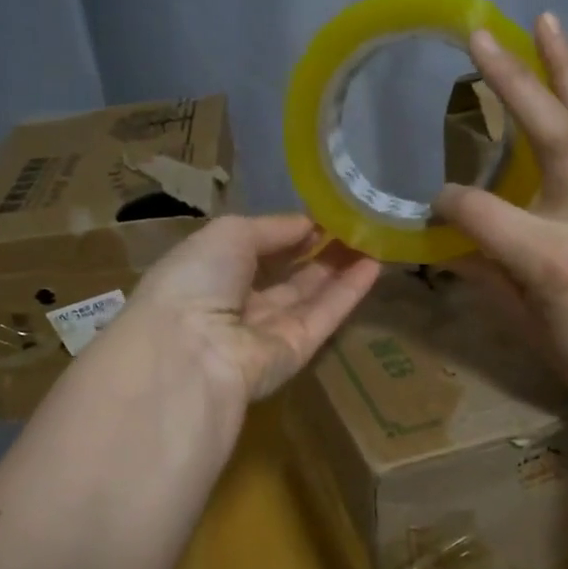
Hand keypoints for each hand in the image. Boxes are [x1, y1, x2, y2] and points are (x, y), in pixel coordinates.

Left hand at [114, 213, 380, 411]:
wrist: (191, 353)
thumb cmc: (197, 280)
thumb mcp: (229, 234)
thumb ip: (272, 228)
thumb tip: (310, 225)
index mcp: (208, 273)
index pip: (253, 250)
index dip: (286, 233)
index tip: (321, 214)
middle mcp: (235, 304)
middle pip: (284, 276)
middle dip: (317, 251)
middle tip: (355, 225)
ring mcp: (266, 332)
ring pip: (309, 296)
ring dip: (340, 268)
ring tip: (373, 238)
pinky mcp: (295, 354)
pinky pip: (324, 317)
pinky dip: (349, 292)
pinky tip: (376, 264)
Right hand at [435, 13, 567, 424]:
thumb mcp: (524, 328)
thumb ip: (484, 277)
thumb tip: (447, 245)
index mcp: (549, 258)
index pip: (479, 211)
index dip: (447, 206)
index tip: (430, 211)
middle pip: (551, 133)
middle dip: (514, 82)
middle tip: (480, 36)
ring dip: (562, 67)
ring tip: (542, 20)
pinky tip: (566, 78)